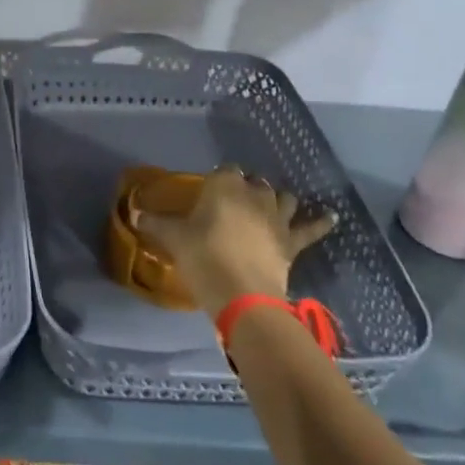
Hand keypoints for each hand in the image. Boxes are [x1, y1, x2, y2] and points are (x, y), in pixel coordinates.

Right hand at [132, 166, 335, 315]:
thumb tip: (132, 211)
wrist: (241, 294)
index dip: (218, 180)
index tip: (210, 191)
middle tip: (234, 202)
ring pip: (283, 197)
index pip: (224, 171)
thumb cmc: (203, 257)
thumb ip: (154, 223)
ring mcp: (278, 216)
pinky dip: (321, 221)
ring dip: (278, 199)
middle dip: (247, 188)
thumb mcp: (173, 239)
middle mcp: (254, 194)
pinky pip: (311, 228)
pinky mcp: (293, 240)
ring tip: (272, 204)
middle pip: (254, 182)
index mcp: (224, 185)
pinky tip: (332, 216)